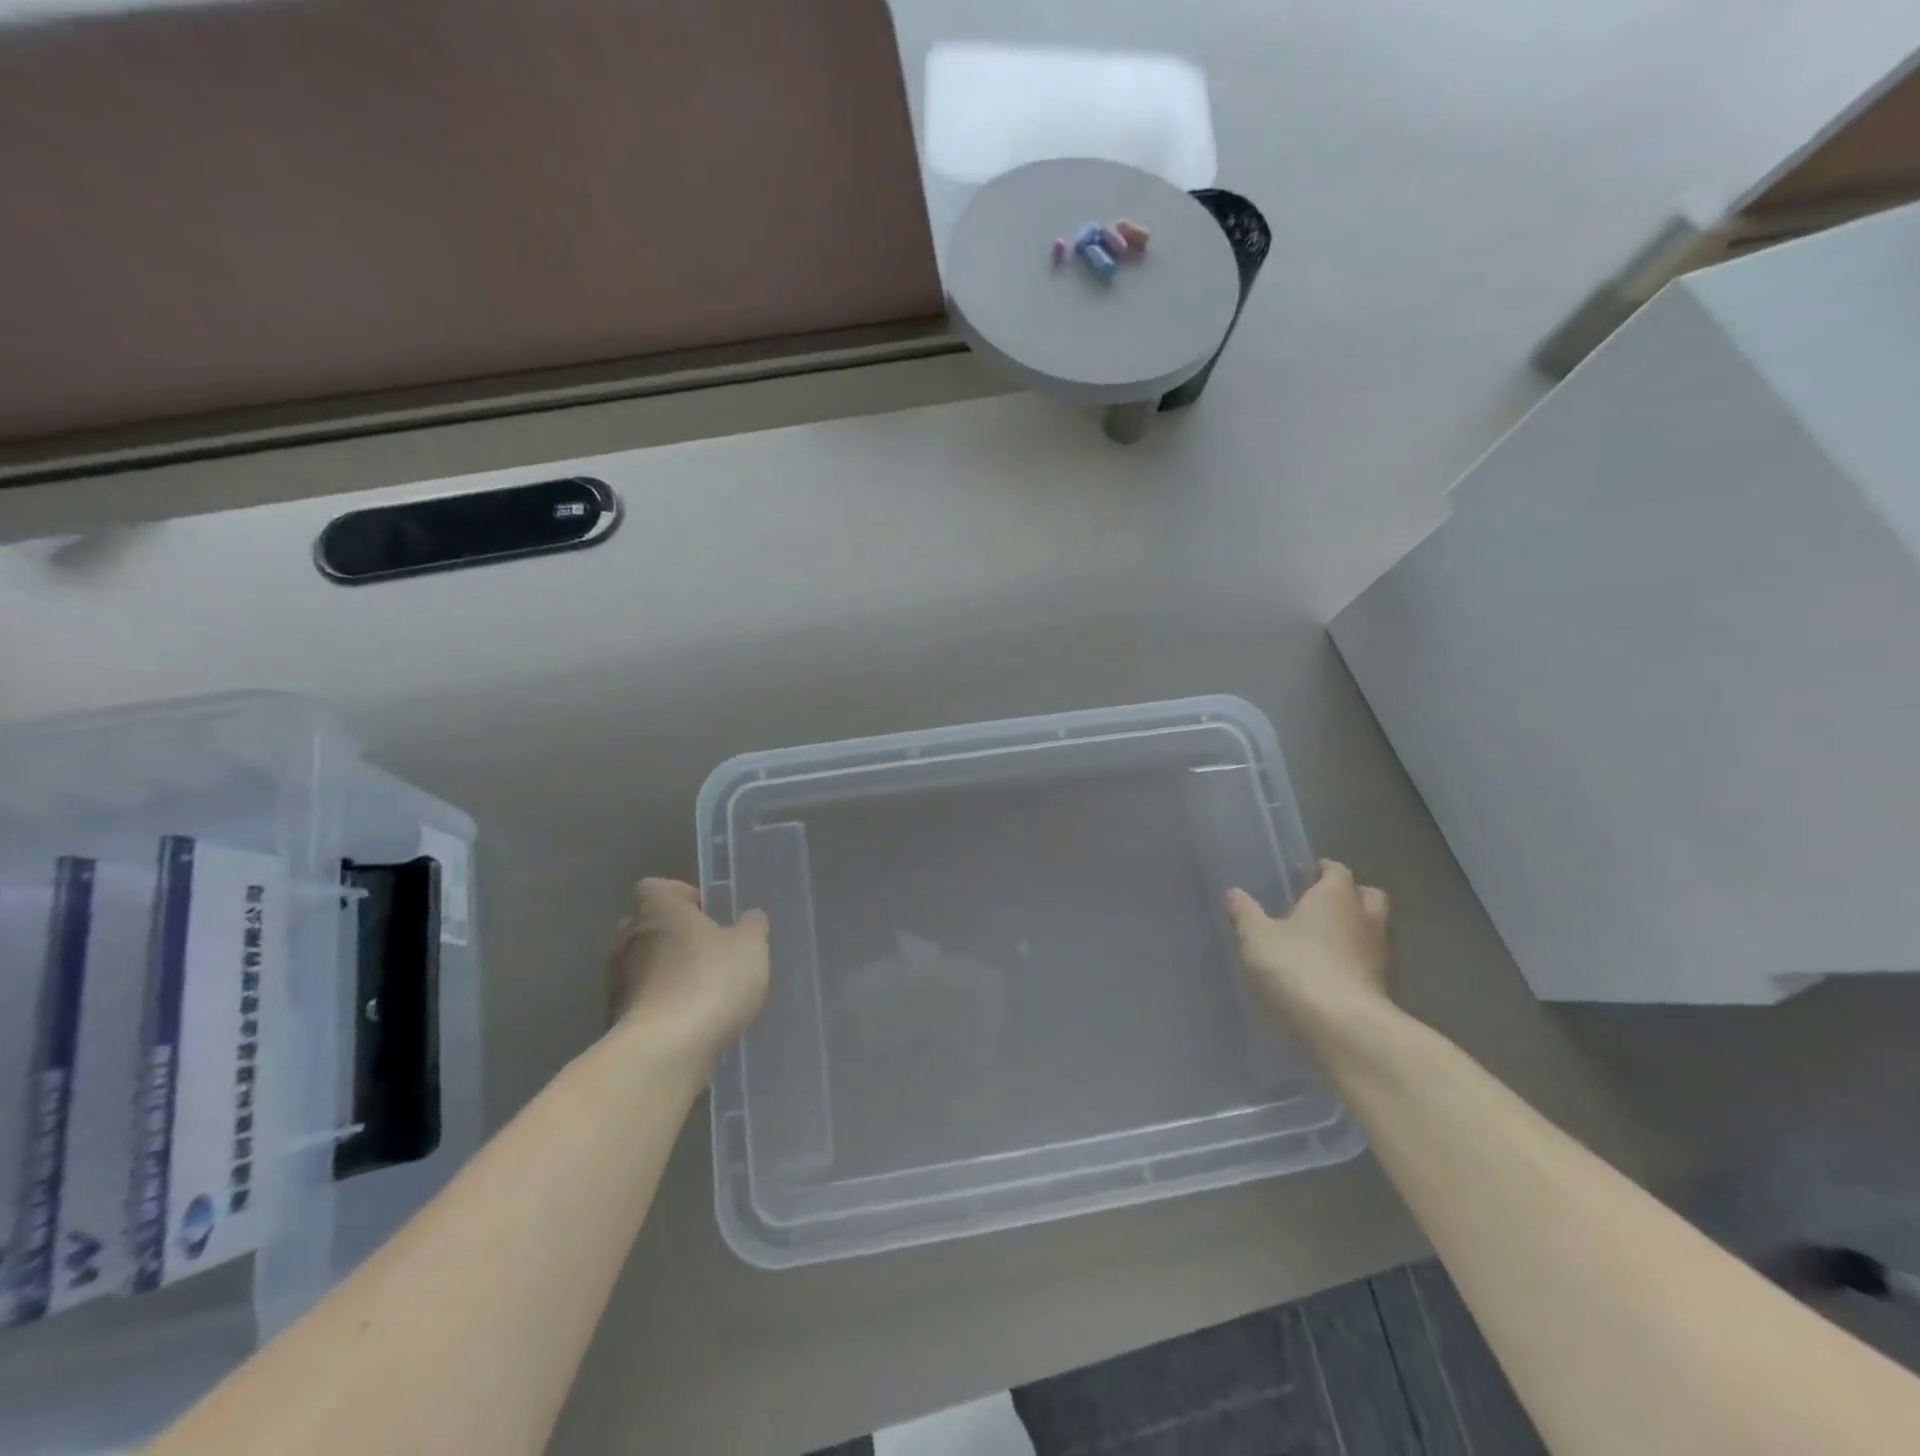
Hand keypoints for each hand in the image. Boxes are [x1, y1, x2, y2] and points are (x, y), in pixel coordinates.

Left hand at [609, 879, 769, 1068]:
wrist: (665, 1052)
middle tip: (707, 949)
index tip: (706, 910)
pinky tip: (691, 1021)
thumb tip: (749, 918)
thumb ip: (751, 926)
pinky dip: (662, 1006)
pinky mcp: (618, 1021)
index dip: (680, 894)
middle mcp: (629, 940)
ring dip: (666, 973)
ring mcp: (618, 983)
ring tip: (704, 989)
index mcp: (658, 911)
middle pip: (645, 926)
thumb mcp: (750, 946)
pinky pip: (643, 1002)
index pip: (656, 887)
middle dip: (672, 935)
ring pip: (642, 966)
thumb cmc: (710, 981)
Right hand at [1226, 860, 1390, 1032]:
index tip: (1310, 874)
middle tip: (1322, 904)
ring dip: (1354, 931)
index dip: (1325, 870)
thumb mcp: (1257, 938)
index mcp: (1336, 896)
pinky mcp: (1384, 988)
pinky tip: (1331, 973)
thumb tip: (1234, 893)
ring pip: (1373, 930)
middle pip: (1368, 896)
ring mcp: (1379, 954)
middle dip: (1350, 896)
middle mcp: (1364, 918)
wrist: (1344, 1028)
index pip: (1338, 871)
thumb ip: (1246, 914)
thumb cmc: (1296, 968)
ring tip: (1324, 942)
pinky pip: (1370, 962)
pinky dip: (1355, 962)